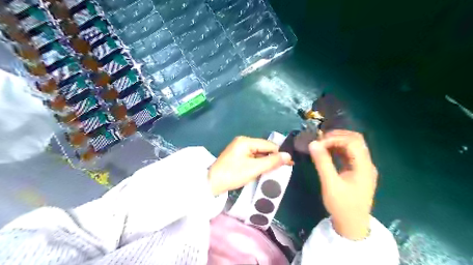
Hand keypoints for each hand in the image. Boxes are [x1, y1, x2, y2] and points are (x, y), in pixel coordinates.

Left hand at [209, 137, 293, 195]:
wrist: (212, 183)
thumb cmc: (233, 174)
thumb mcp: (254, 168)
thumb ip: (272, 161)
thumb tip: (288, 156)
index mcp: (246, 141)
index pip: (268, 145)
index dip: (279, 154)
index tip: (290, 164)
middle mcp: (243, 142)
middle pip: (263, 148)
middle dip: (273, 158)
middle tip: (284, 169)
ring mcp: (239, 149)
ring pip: (258, 153)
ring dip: (266, 161)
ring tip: (276, 171)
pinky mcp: (237, 156)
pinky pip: (252, 157)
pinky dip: (259, 163)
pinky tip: (264, 170)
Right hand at [309, 130, 379, 239]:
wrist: (352, 225)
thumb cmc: (342, 206)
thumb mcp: (330, 184)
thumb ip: (322, 163)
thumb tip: (313, 143)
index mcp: (364, 166)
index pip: (352, 142)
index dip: (335, 138)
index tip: (318, 143)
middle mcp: (366, 163)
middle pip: (356, 140)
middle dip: (337, 136)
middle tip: (320, 140)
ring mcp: (363, 166)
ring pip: (353, 145)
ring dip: (337, 141)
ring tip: (321, 143)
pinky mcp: (357, 170)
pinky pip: (349, 153)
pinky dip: (337, 148)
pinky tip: (327, 151)